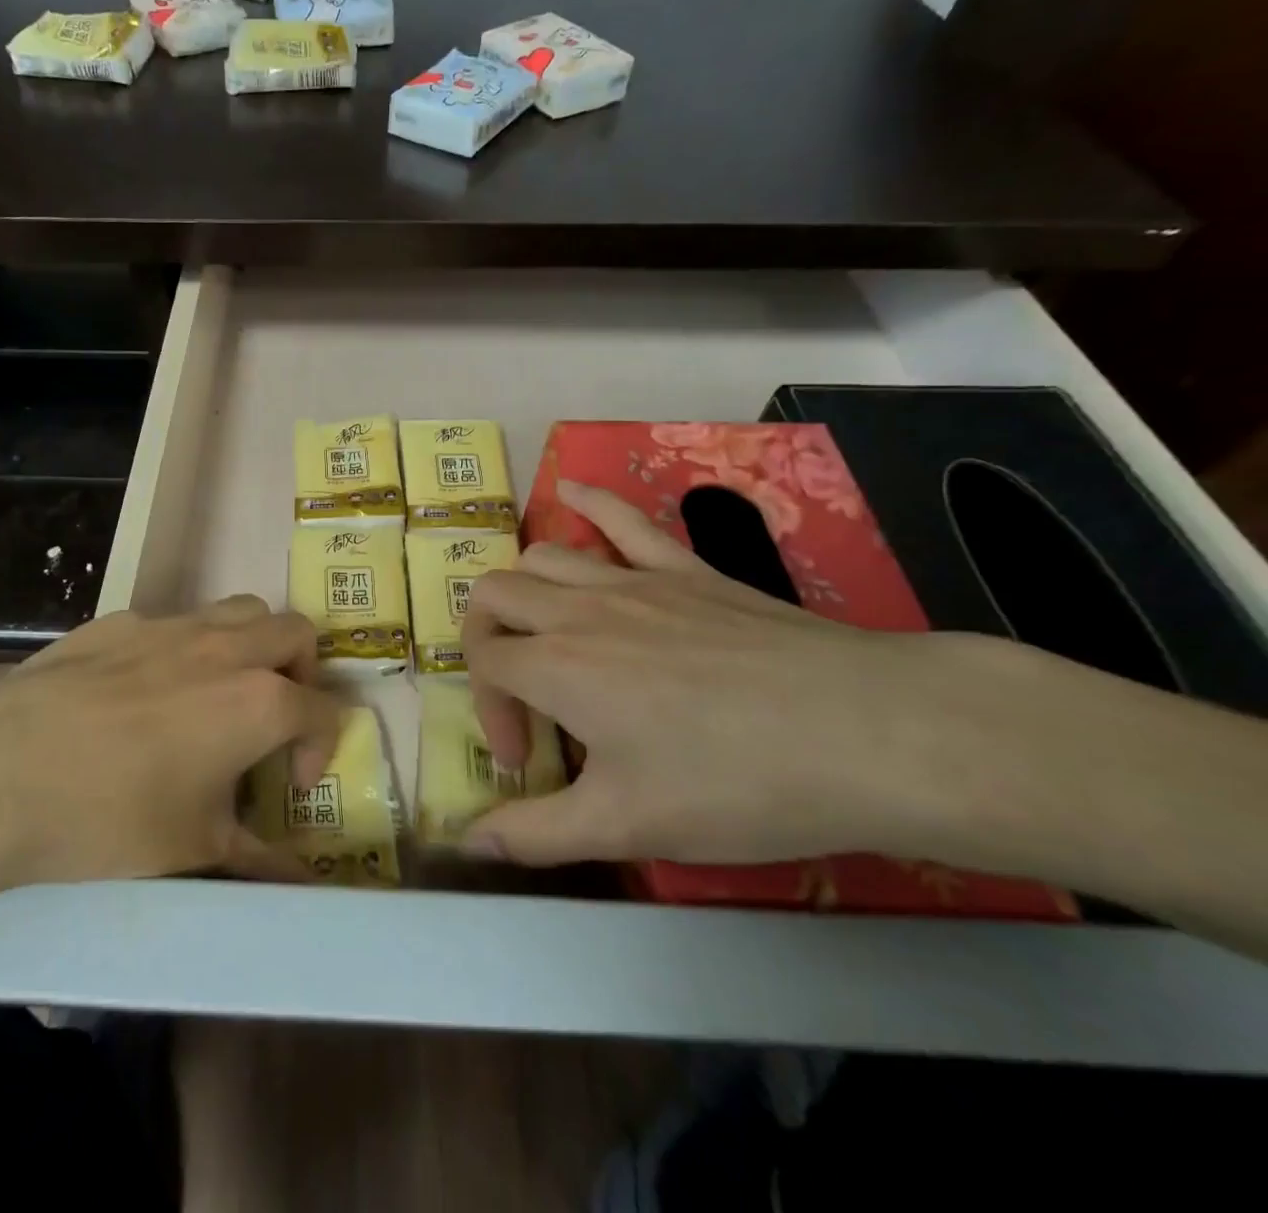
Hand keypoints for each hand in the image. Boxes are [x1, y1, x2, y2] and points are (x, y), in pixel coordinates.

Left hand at [0, 597, 339, 907]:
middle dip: (302, 672)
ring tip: (221, 693)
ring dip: (251, 644)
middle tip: (272, 719)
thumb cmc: (109, 817)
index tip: (290, 785)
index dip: (320, 748)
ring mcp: (171, 626)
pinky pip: (175, 622)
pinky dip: (186, 648)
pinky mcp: (120, 621)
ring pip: (240, 610)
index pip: (324, 709)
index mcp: (260, 701)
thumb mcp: (193, 849)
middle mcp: (226, 648)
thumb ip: (259, 861)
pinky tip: (144, 693)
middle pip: (295, 633)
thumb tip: (303, 885)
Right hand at [460, 479, 993, 867]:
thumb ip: (536, 834)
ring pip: (542, 556)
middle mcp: (579, 609)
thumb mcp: (628, 826)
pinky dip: (587, 502)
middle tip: (523, 694)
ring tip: (540, 631)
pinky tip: (568, 492)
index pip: (484, 665)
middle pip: (495, 596)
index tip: (529, 763)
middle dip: (486, 641)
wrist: (868, 734)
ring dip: (523, 589)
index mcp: (557, 667)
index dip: (489, 710)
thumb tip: (468, 845)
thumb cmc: (737, 784)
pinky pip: (624, 518)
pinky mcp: (685, 568)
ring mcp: (634, 580)